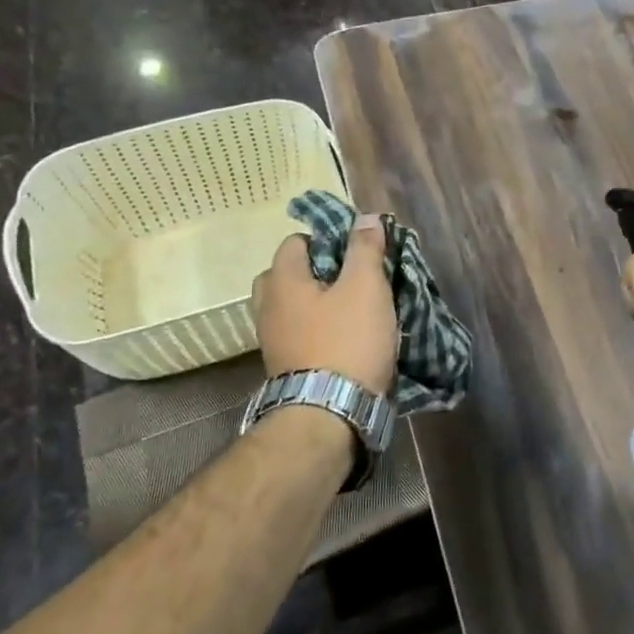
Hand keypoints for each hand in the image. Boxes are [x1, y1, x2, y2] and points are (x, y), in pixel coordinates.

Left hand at [252, 216, 397, 396]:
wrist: (328, 415)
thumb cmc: (347, 342)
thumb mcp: (366, 287)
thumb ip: (365, 249)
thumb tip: (365, 218)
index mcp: (282, 281)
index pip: (295, 242)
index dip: (326, 238)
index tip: (355, 250)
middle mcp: (267, 308)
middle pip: (286, 275)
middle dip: (316, 271)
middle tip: (349, 279)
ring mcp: (272, 342)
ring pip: (292, 308)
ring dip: (316, 304)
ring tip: (351, 310)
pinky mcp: (285, 368)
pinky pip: (298, 335)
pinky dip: (317, 330)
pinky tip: (344, 338)